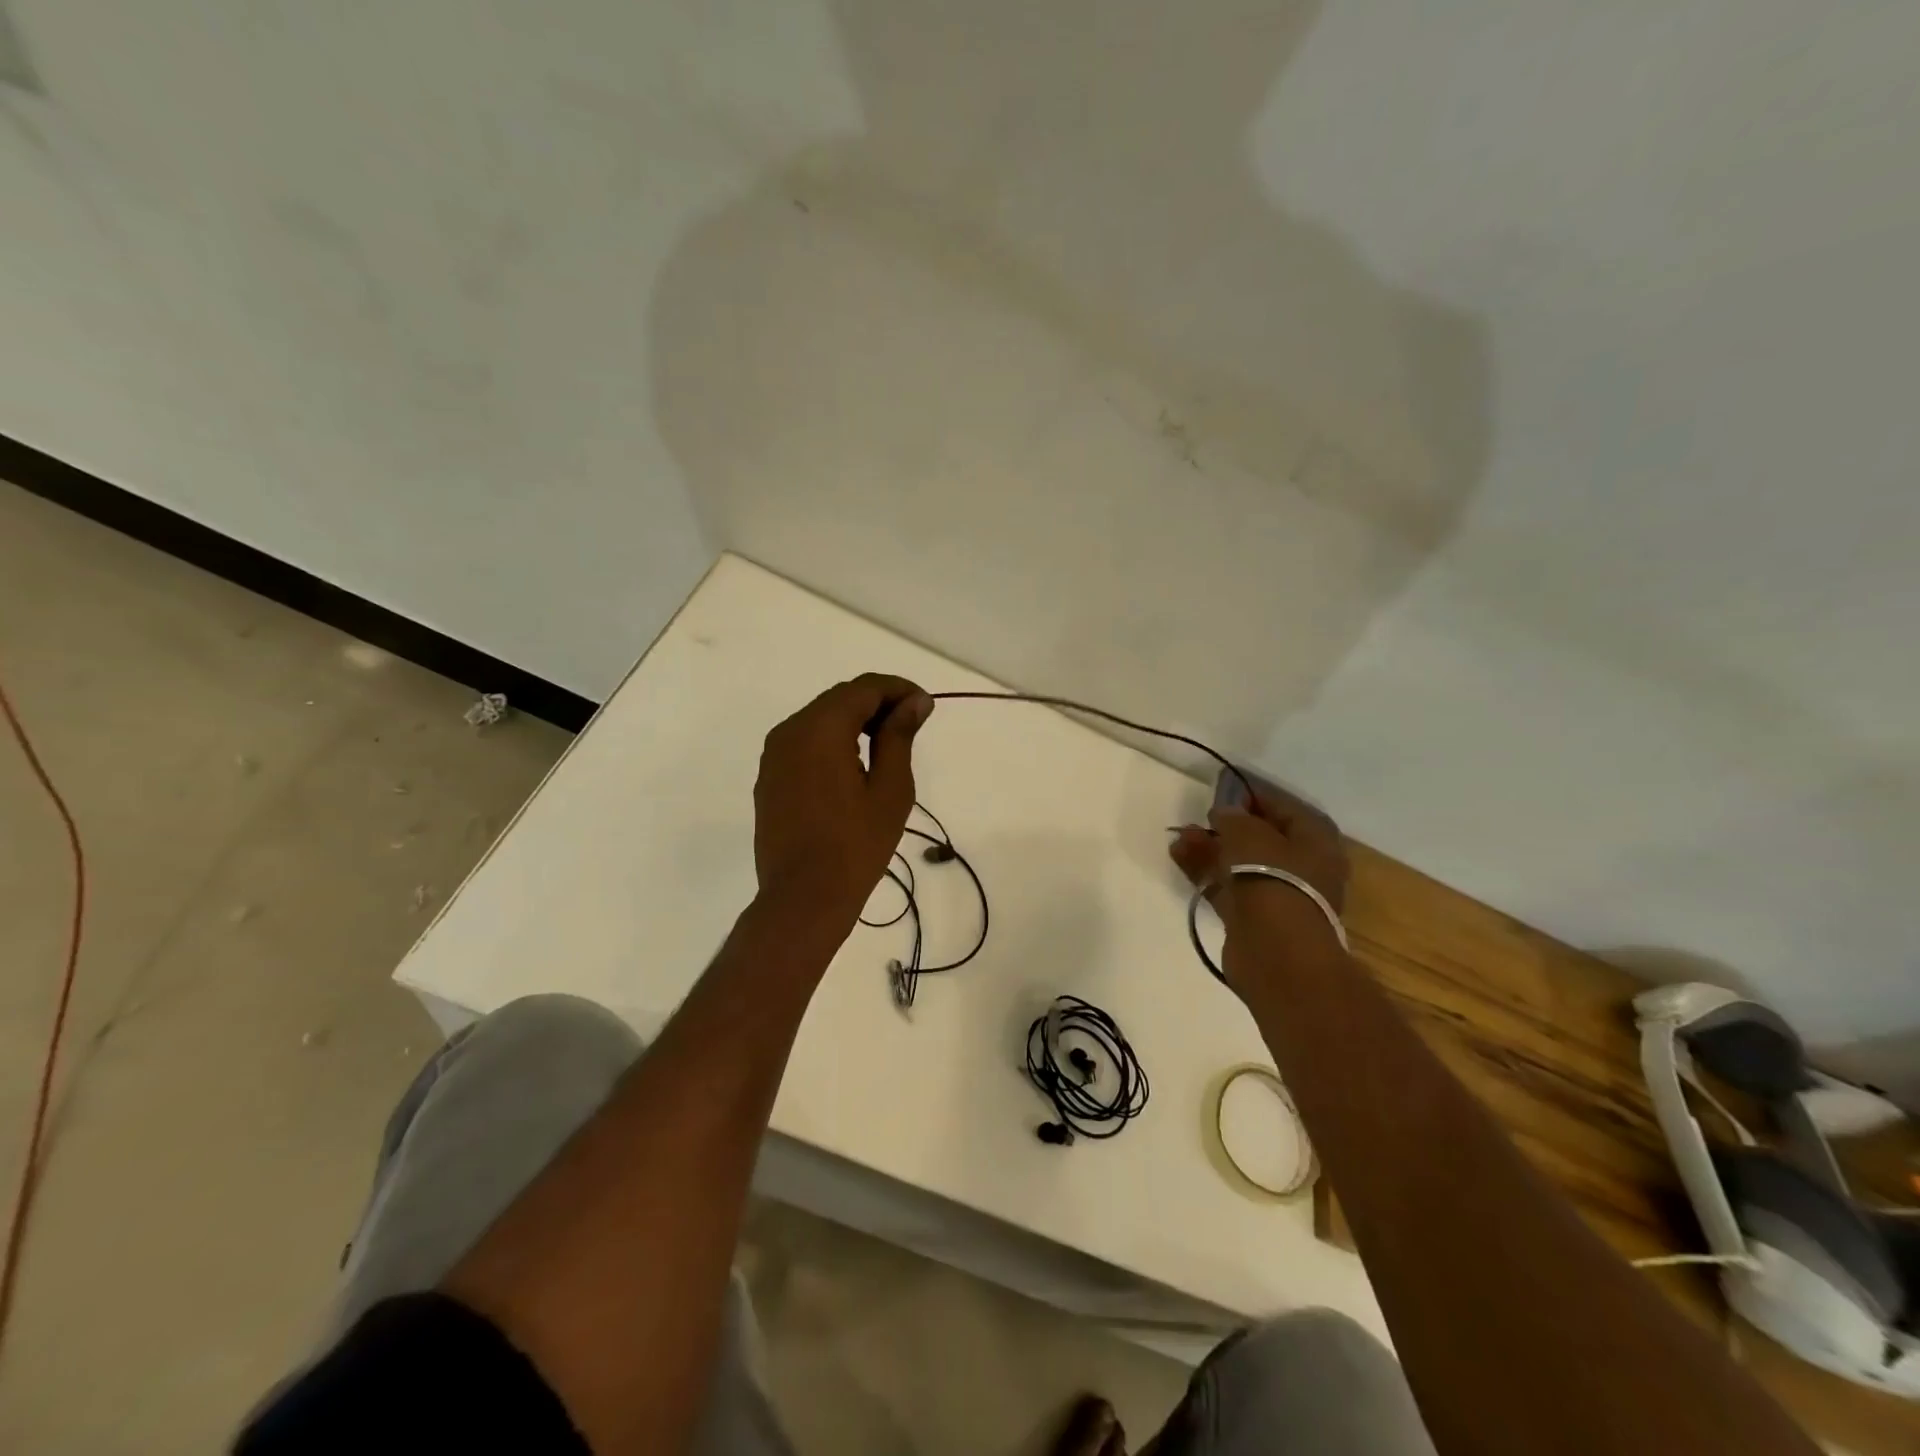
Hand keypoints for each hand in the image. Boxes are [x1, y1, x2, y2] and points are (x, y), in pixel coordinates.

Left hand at [752, 673, 934, 939]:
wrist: (803, 898)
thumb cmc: (856, 845)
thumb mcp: (890, 788)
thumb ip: (899, 736)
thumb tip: (914, 702)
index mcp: (820, 729)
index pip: (864, 688)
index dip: (899, 690)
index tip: (926, 707)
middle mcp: (790, 731)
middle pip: (839, 699)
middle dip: (878, 704)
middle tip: (911, 726)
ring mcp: (774, 755)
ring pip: (820, 719)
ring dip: (854, 722)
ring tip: (887, 746)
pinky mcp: (770, 778)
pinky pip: (804, 743)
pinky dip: (832, 742)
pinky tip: (854, 767)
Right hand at [1169, 783, 1349, 985]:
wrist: (1275, 952)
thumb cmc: (1274, 879)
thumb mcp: (1250, 834)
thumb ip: (1234, 818)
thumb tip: (1225, 814)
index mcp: (1316, 843)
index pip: (1288, 811)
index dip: (1257, 799)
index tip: (1226, 793)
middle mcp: (1302, 869)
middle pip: (1262, 840)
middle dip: (1228, 827)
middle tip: (1200, 818)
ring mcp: (1277, 896)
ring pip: (1240, 864)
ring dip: (1210, 848)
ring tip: (1179, 835)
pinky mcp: (1252, 919)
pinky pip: (1226, 887)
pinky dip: (1204, 872)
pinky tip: (1178, 856)